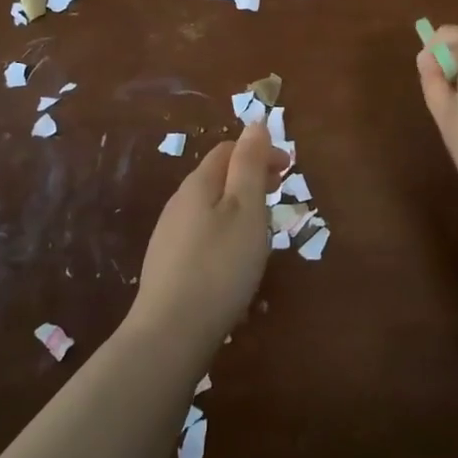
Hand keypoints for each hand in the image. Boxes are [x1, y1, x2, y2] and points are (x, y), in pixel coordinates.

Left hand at [125, 121, 287, 354]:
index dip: (260, 152)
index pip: (228, 150)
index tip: (289, 170)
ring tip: (262, 228)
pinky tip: (234, 259)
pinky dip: (225, 231)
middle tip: (279, 194)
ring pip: (209, 207)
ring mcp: (169, 235)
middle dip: (250, 177)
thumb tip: (255, 124)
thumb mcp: (246, 209)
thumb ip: (250, 165)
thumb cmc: (219, 265)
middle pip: (217, 177)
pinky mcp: (168, 265)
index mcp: (198, 184)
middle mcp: (179, 203)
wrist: (170, 333)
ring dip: (238, 206)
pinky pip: (201, 233)